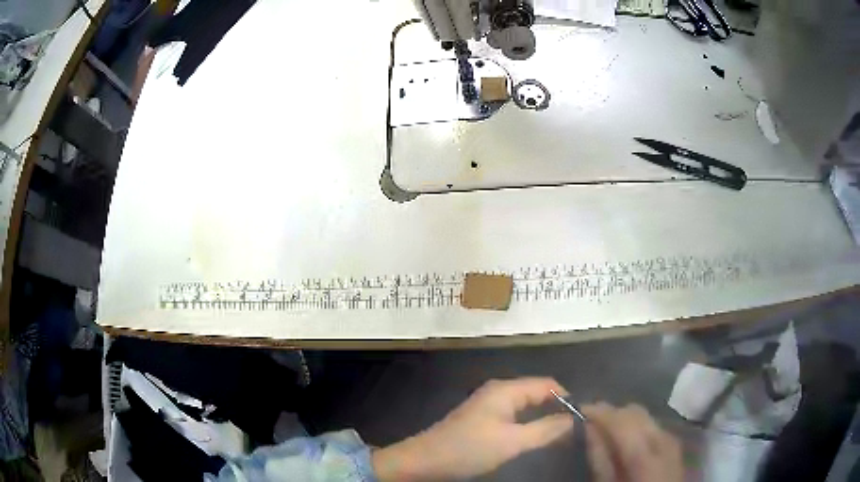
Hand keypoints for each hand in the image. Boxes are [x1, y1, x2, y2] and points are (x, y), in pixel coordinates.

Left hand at [372, 377, 574, 480]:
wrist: (425, 461)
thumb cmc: (469, 449)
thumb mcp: (512, 442)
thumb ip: (545, 429)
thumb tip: (574, 419)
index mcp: (506, 390)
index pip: (547, 384)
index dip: (567, 397)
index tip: (584, 417)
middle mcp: (499, 391)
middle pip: (537, 392)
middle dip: (557, 407)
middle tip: (576, 429)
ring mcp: (489, 404)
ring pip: (526, 405)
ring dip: (544, 416)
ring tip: (562, 435)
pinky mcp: (483, 418)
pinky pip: (514, 414)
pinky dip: (529, 423)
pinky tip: (536, 436)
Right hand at [581, 403, 682, 481]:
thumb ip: (600, 460)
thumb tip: (588, 428)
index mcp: (645, 455)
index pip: (622, 420)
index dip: (599, 411)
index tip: (578, 409)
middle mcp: (663, 439)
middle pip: (635, 412)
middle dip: (612, 413)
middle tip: (589, 422)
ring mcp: (672, 440)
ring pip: (645, 416)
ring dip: (624, 419)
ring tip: (605, 430)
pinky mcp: (674, 443)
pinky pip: (652, 425)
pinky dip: (636, 427)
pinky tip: (625, 440)